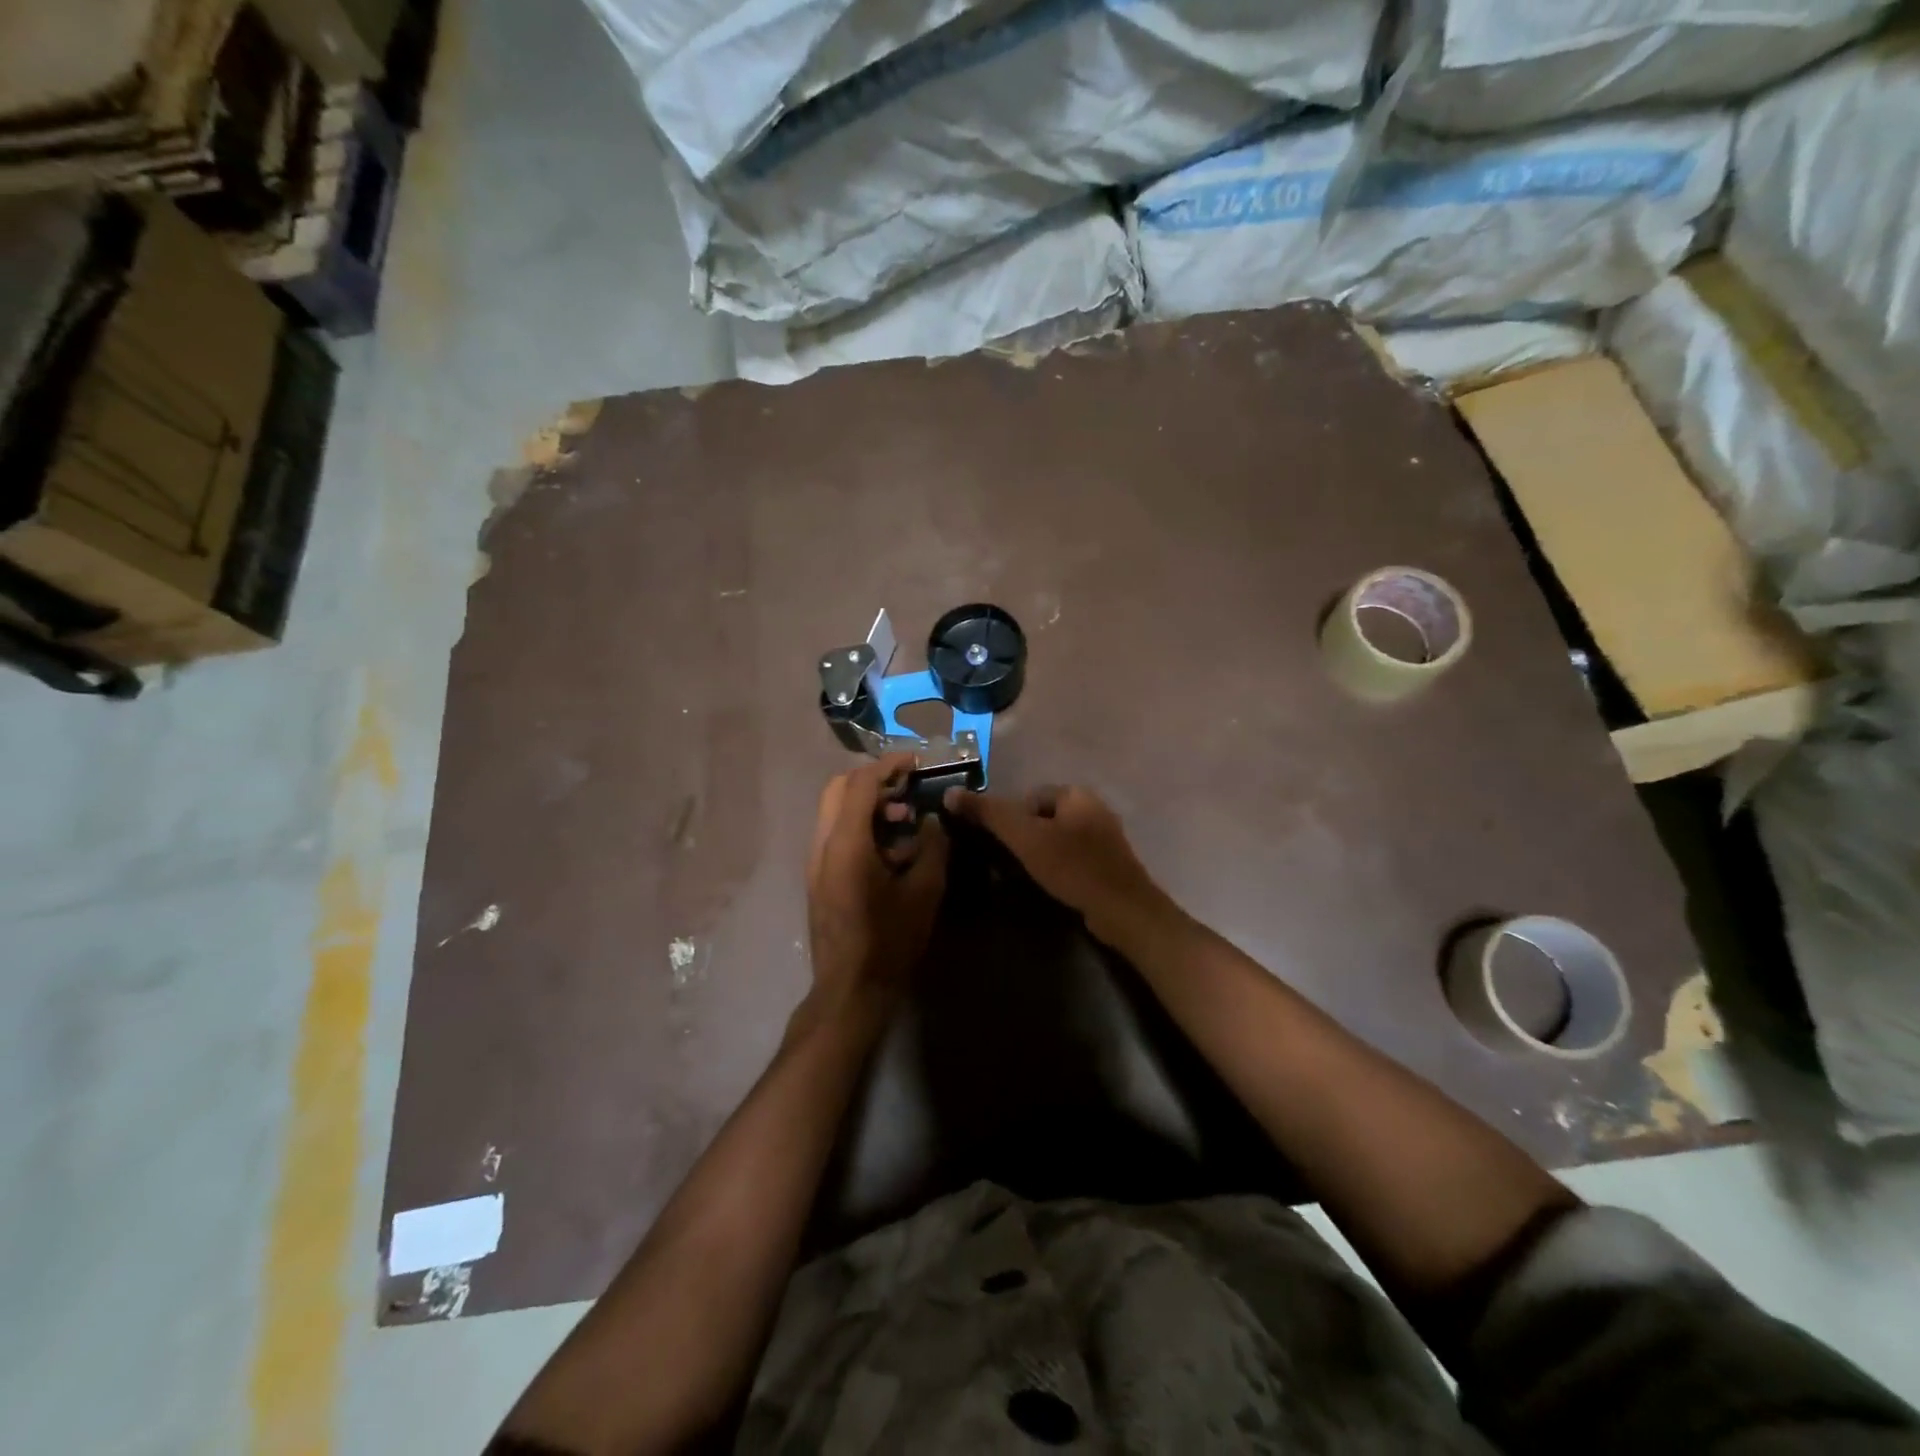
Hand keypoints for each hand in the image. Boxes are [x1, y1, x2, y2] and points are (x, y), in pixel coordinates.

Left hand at [805, 754, 948, 1016]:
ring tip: (905, 822)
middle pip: (838, 789)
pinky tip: (891, 851)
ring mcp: (815, 862)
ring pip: (835, 812)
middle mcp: (822, 845)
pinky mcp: (819, 878)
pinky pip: (836, 835)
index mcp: (846, 843)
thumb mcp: (924, 892)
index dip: (888, 765)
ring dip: (868, 804)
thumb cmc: (889, 940)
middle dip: (874, 779)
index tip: (916, 762)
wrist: (849, 990)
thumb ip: (933, 846)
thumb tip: (934, 820)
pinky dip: (861, 826)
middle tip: (907, 787)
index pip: (860, 783)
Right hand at [942, 784, 1166, 942]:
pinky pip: (1074, 856)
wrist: (1122, 910)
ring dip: (1043, 854)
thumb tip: (950, 793)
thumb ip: (989, 814)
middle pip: (1043, 817)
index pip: (1029, 797)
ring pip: (1058, 838)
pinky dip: (1061, 867)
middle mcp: (1094, 807)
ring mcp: (1105, 835)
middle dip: (1027, 838)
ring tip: (1032, 877)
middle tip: (1015, 864)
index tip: (1006, 847)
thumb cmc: (1072, 867)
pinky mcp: (1110, 862)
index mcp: (1076, 793)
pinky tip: (1056, 885)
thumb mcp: (1024, 838)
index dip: (1012, 820)